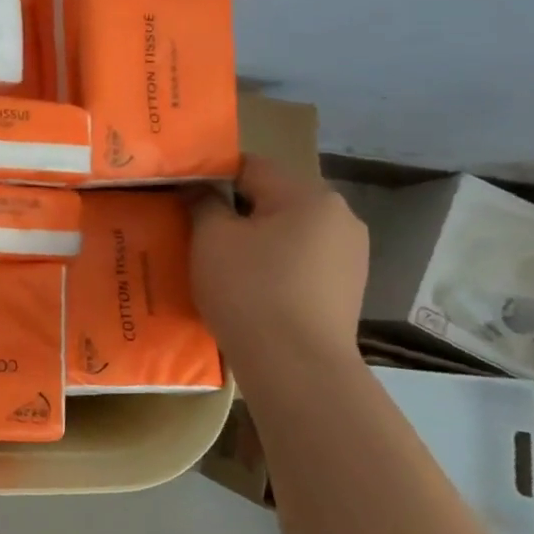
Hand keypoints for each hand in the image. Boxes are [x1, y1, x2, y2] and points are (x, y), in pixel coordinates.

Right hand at [189, 156, 368, 370]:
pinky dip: (275, 266)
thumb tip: (198, 188)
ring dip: (256, 240)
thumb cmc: (249, 290)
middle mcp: (339, 216)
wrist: (296, 367)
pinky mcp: (347, 289)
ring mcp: (350, 255)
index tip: (183, 195)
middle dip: (236, 211)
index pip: (251, 166)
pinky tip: (252, 289)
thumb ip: (202, 202)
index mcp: (309, 195)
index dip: (211, 175)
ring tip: (222, 264)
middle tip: (197, 231)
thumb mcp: (211, 238)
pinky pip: (301, 262)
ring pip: (288, 232)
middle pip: (273, 198)